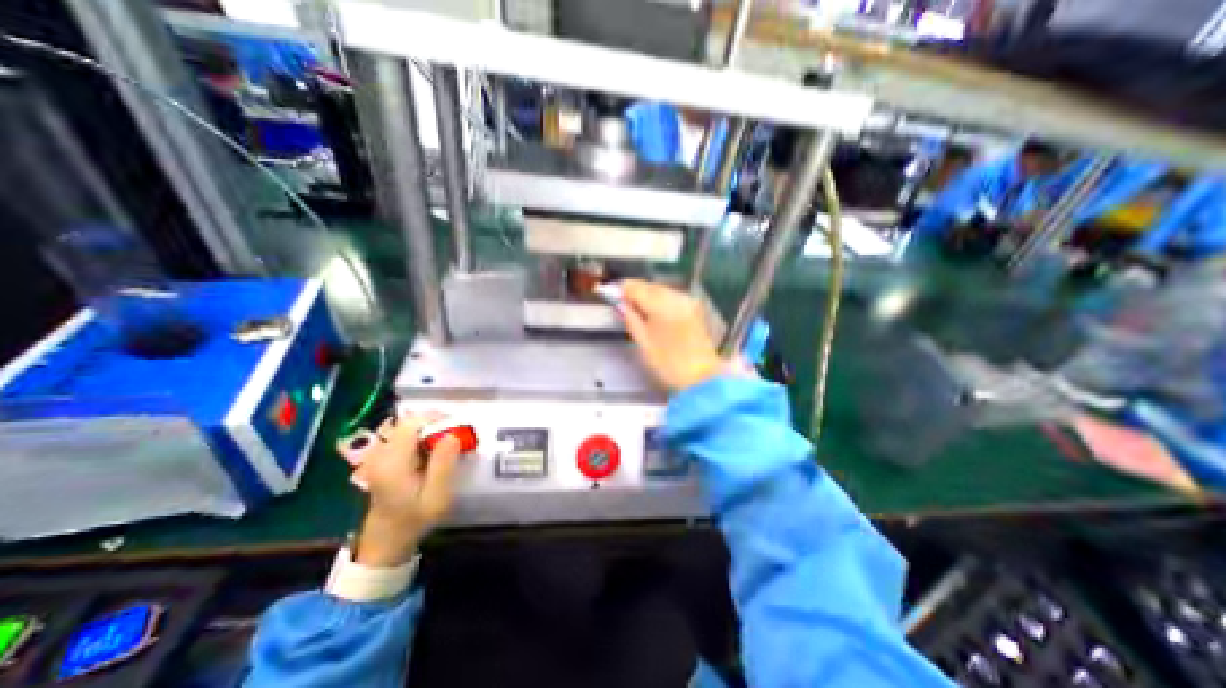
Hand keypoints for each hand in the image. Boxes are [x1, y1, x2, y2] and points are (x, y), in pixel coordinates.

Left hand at [340, 411, 464, 566]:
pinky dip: (423, 438)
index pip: (411, 423)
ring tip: (447, 446)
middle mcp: (382, 454)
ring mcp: (380, 455)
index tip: (457, 428)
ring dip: (430, 431)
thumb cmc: (414, 519)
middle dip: (436, 424)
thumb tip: (452, 434)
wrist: (386, 540)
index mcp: (393, 461)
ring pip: (409, 428)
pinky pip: (406, 437)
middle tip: (456, 437)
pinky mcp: (383, 458)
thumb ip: (443, 464)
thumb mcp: (436, 496)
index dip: (435, 418)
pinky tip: (433, 453)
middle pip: (410, 423)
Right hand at [617, 280, 719, 392]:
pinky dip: (660, 300)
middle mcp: (676, 297)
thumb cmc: (668, 364)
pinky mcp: (694, 308)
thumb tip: (620, 304)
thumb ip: (630, 319)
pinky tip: (653, 311)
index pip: (635, 287)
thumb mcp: (643, 343)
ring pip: (661, 290)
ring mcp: (687, 301)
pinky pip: (672, 296)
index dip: (621, 289)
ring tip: (635, 308)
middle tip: (621, 302)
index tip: (610, 294)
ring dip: (647, 295)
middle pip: (649, 286)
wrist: (700, 377)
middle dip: (634, 291)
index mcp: (661, 305)